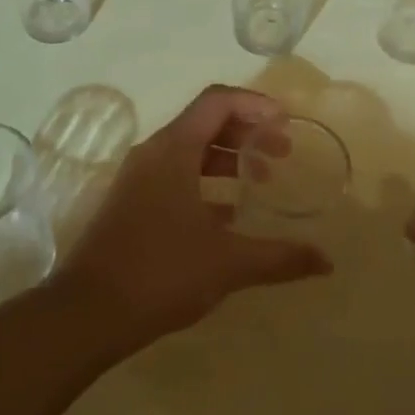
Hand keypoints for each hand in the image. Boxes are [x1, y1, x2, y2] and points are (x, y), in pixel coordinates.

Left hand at [55, 84, 332, 350]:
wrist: (88, 312)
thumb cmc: (160, 273)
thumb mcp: (227, 263)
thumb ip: (279, 257)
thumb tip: (327, 261)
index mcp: (173, 150)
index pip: (217, 101)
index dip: (255, 104)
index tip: (286, 124)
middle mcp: (153, 153)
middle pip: (205, 121)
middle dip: (247, 132)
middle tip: (282, 154)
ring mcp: (138, 178)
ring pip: (189, 149)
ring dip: (227, 157)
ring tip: (260, 180)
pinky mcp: (131, 203)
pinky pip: (175, 175)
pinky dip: (205, 181)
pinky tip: (226, 214)